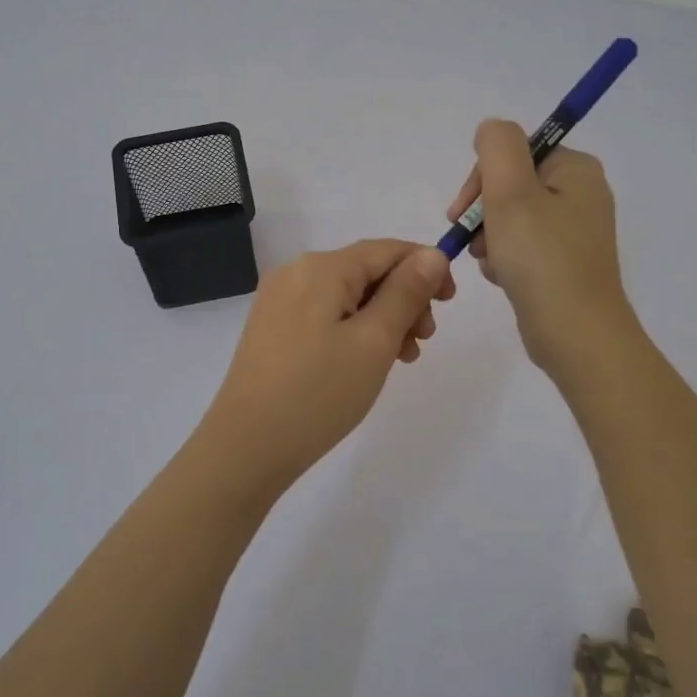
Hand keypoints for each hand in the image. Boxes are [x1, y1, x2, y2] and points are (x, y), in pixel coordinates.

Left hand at [190, 239, 455, 497]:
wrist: (246, 447)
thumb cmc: (318, 393)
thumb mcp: (374, 341)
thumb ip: (407, 293)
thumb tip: (433, 253)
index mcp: (321, 267)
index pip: (386, 249)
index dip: (425, 268)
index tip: (450, 303)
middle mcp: (296, 272)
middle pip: (366, 271)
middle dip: (404, 299)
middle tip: (423, 342)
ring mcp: (279, 300)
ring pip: (348, 295)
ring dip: (383, 318)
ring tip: (401, 358)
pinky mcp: (273, 327)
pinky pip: (326, 313)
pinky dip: (355, 329)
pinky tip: (367, 361)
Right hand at [446, 119, 633, 377]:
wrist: (577, 335)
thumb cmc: (541, 259)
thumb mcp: (510, 191)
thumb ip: (496, 146)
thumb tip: (490, 131)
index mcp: (576, 169)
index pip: (514, 152)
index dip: (482, 178)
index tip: (463, 210)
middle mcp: (581, 194)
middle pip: (511, 185)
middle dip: (484, 212)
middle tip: (473, 240)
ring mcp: (575, 231)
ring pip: (512, 218)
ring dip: (490, 237)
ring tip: (490, 263)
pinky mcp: (565, 262)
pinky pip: (523, 246)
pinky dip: (505, 258)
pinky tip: (502, 277)